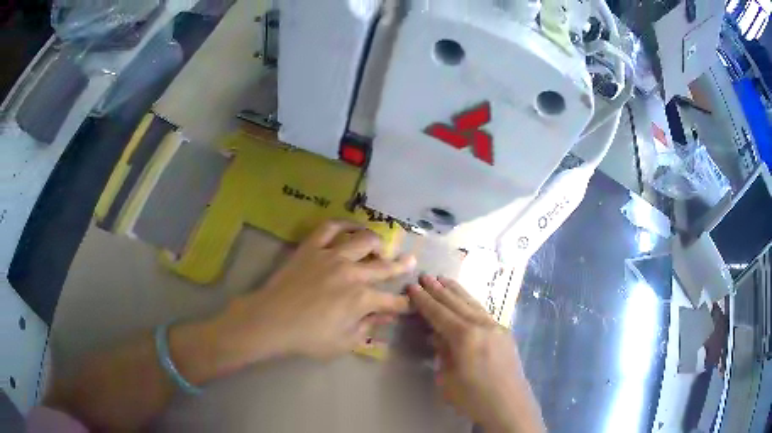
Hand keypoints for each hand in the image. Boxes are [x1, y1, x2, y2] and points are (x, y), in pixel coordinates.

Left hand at [215, 220, 414, 365]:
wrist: (272, 320)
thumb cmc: (308, 337)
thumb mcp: (343, 343)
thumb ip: (367, 328)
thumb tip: (384, 317)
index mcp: (361, 299)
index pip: (391, 301)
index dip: (404, 303)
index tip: (410, 302)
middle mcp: (352, 273)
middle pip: (384, 266)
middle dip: (401, 265)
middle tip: (410, 261)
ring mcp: (331, 256)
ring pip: (362, 240)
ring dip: (376, 242)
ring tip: (380, 245)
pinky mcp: (312, 247)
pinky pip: (330, 228)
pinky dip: (344, 224)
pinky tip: (351, 226)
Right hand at [408, 276, 544, 432]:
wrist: (509, 406)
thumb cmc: (473, 397)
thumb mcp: (447, 379)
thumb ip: (442, 352)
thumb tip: (439, 335)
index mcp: (465, 337)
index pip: (439, 313)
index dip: (424, 300)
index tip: (412, 286)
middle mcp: (482, 325)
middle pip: (456, 303)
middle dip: (439, 289)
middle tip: (425, 276)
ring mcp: (496, 327)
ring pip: (472, 303)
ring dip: (456, 291)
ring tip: (443, 279)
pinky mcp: (504, 333)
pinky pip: (483, 312)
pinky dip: (470, 302)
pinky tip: (465, 300)